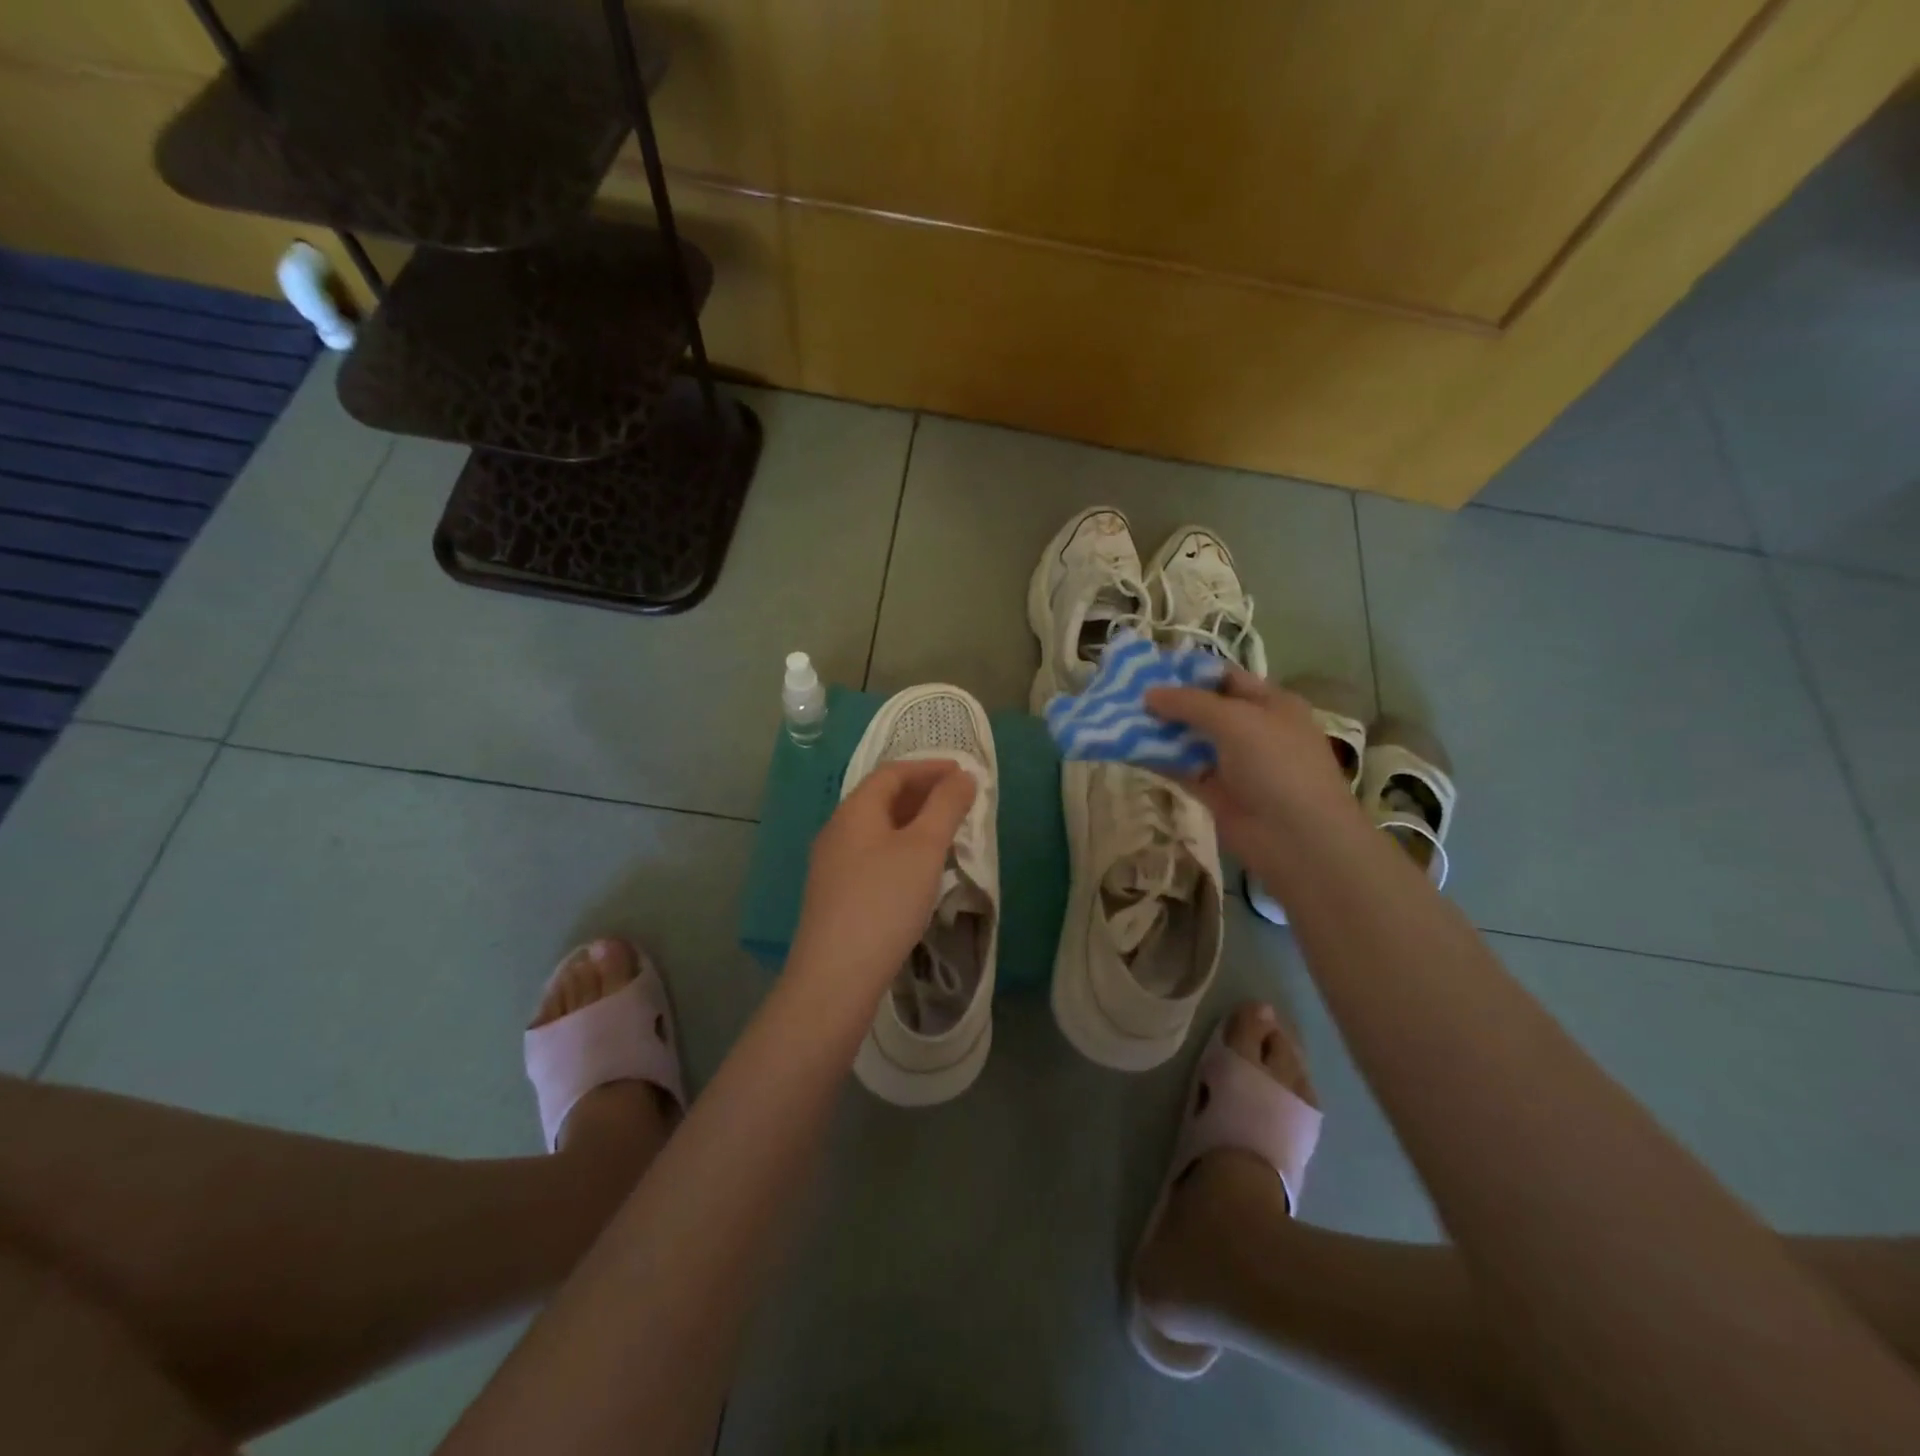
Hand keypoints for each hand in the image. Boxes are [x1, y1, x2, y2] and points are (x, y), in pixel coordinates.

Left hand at [789, 758, 977, 995]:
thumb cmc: (884, 902)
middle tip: (959, 802)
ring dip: (913, 824)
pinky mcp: (836, 895)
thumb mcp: (924, 849)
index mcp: (855, 811)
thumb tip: (963, 776)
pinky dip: (900, 850)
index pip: (892, 773)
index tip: (963, 774)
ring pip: (878, 830)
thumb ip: (946, 807)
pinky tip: (918, 872)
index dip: (929, 768)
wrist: (836, 977)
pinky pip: (872, 856)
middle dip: (922, 794)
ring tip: (946, 835)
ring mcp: (832, 865)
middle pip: (882, 799)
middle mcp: (837, 831)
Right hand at [1146, 668, 1361, 858]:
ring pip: (1190, 739)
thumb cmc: (1276, 765)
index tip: (1149, 668)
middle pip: (1204, 708)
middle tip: (1125, 693)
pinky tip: (1127, 749)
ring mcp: (1234, 763)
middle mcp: (1253, 729)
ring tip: (1118, 718)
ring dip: (1159, 730)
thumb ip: (1190, 703)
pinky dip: (1158, 759)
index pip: (1225, 678)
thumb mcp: (1235, 720)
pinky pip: (1182, 768)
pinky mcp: (1216, 792)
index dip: (1189, 672)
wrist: (1297, 838)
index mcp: (1271, 703)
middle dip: (1168, 701)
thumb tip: (1148, 694)